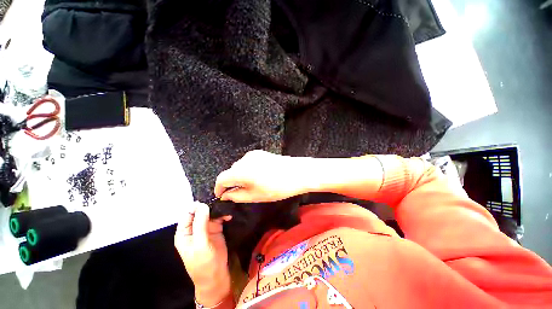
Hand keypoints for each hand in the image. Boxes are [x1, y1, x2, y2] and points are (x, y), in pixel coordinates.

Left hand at [175, 202, 231, 306]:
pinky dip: (224, 215)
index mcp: (185, 232)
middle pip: (201, 211)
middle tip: (221, 202)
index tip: (209, 201)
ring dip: (218, 210)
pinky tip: (229, 216)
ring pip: (211, 213)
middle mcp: (194, 228)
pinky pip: (219, 218)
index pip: (188, 213)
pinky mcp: (216, 229)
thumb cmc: (203, 263)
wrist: (216, 276)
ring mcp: (206, 228)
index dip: (197, 206)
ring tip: (226, 209)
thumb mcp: (200, 244)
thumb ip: (200, 224)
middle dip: (210, 206)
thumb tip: (203, 205)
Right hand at [214, 150, 309, 202]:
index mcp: (240, 171)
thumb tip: (225, 195)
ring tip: (251, 185)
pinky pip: (248, 162)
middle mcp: (244, 159)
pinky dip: (248, 170)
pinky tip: (258, 176)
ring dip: (240, 176)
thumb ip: (237, 196)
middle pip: (230, 172)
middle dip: (231, 182)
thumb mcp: (255, 196)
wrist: (298, 172)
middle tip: (239, 193)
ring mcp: (253, 154)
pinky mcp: (261, 153)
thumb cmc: (277, 188)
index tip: (222, 195)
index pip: (221, 178)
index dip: (219, 188)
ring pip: (239, 167)